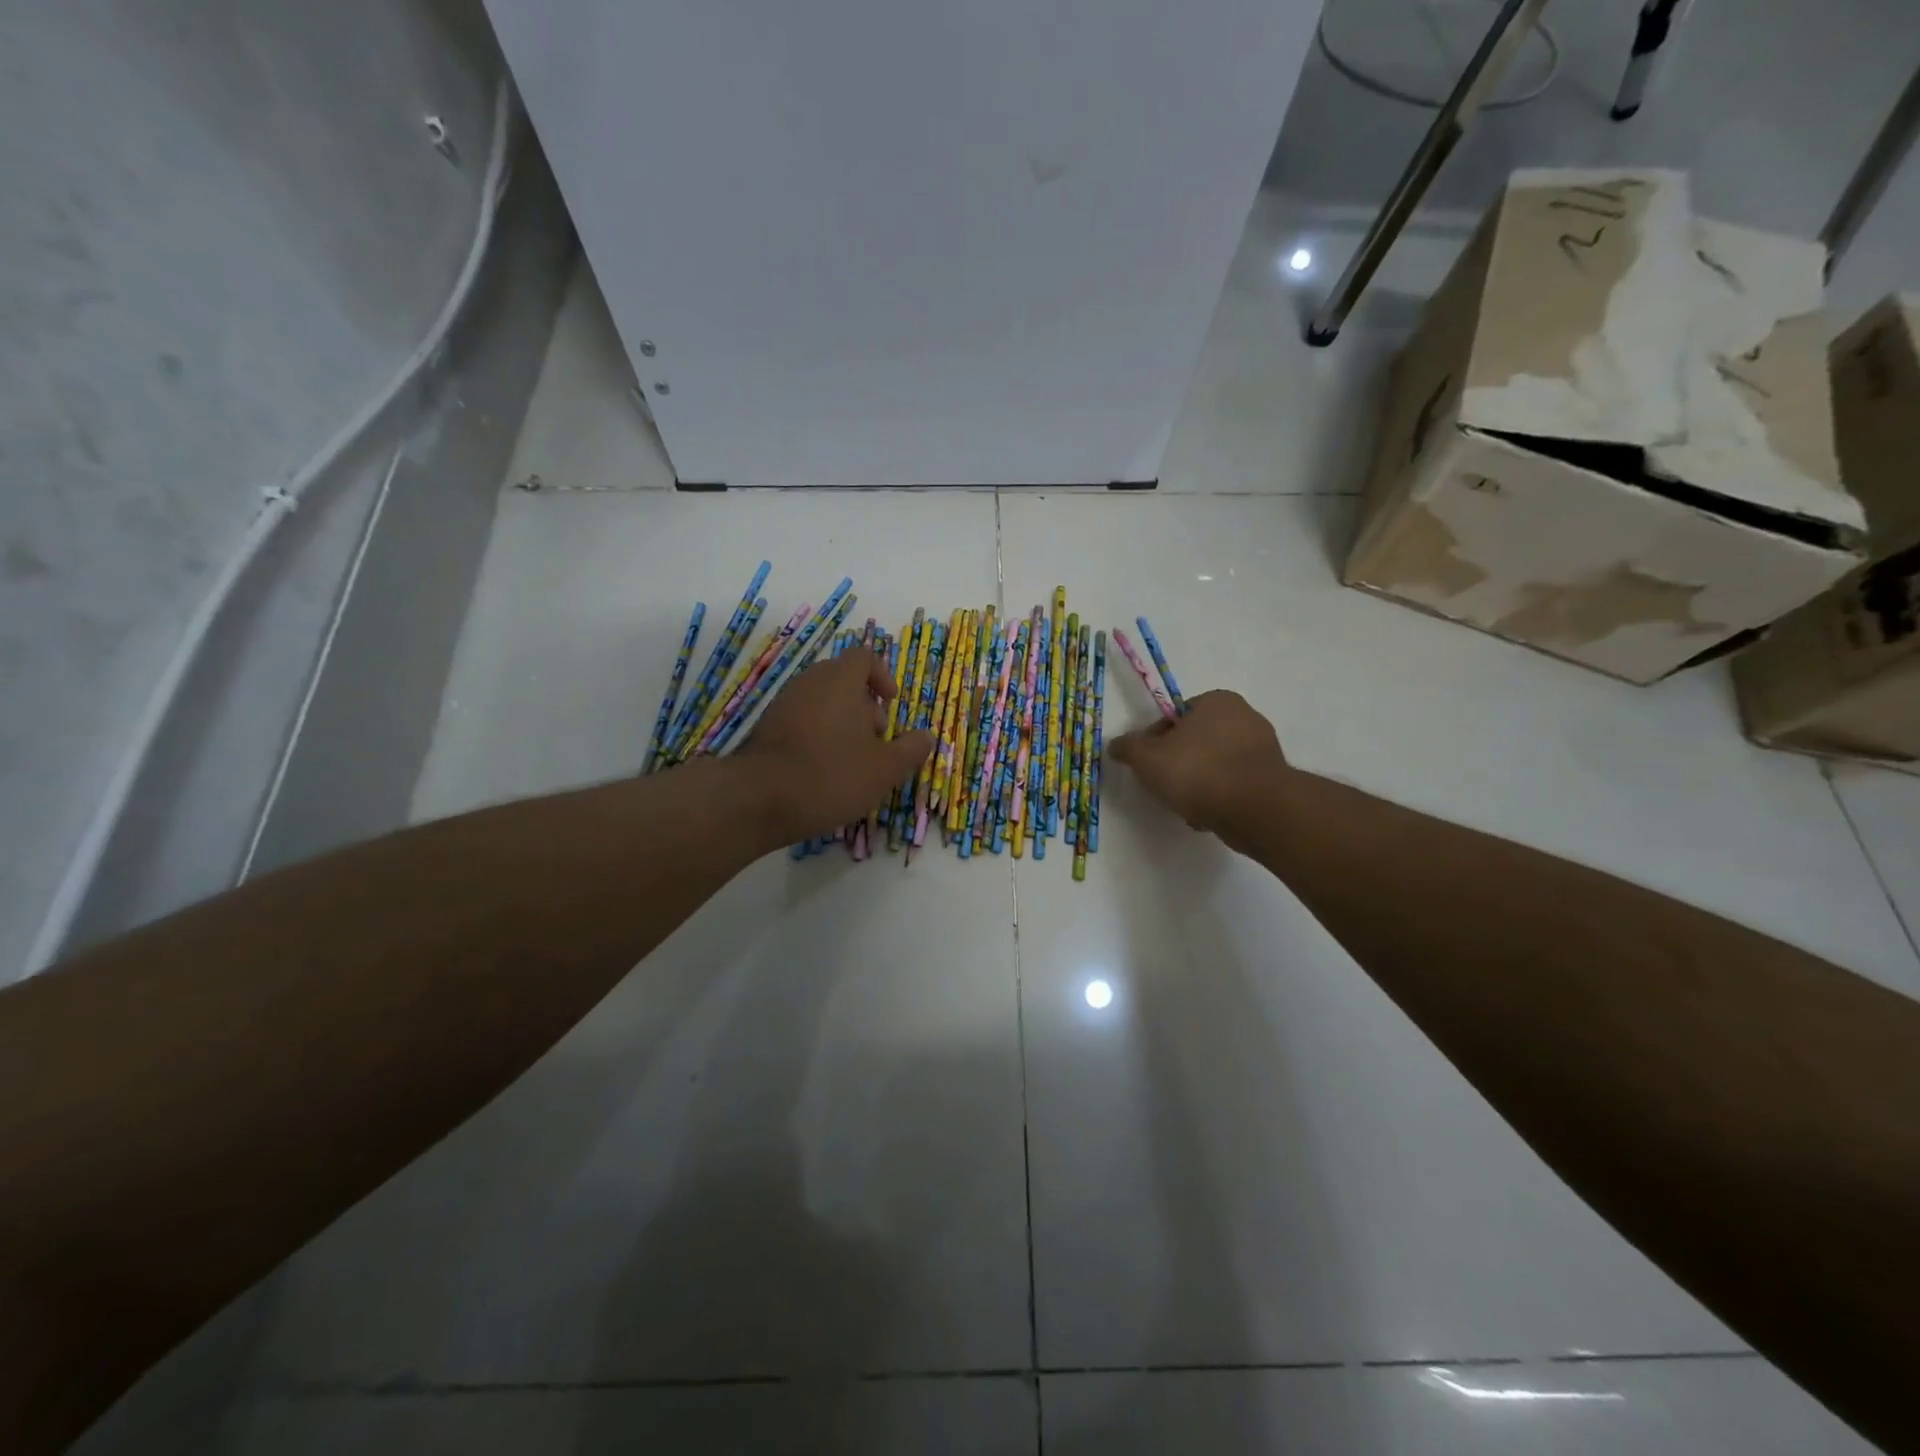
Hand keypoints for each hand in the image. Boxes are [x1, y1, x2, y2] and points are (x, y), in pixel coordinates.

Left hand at [736, 646, 934, 843]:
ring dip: (842, 722)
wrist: (757, 799)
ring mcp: (783, 703)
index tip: (892, 704)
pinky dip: (818, 734)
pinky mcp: (766, 727)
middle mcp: (810, 682)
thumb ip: (910, 750)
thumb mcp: (884, 769)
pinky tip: (822, 770)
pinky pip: (802, 719)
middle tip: (876, 738)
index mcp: (840, 681)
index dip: (883, 677)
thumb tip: (926, 737)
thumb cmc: (831, 775)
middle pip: (843, 679)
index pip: (864, 657)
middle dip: (864, 705)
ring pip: (821, 701)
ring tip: (852, 760)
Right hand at [1108, 690, 1289, 845]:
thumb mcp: (1147, 758)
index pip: (1176, 717)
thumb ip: (1128, 748)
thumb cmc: (1197, 771)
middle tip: (1164, 785)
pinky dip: (1220, 797)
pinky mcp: (1272, 778)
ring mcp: (1263, 748)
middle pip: (1196, 741)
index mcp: (1216, 700)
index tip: (1148, 764)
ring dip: (1199, 784)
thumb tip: (1115, 745)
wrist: (1253, 808)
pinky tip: (1208, 815)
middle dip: (1179, 763)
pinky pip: (1234, 785)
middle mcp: (1245, 716)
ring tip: (1186, 806)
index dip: (1156, 741)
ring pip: (1215, 765)